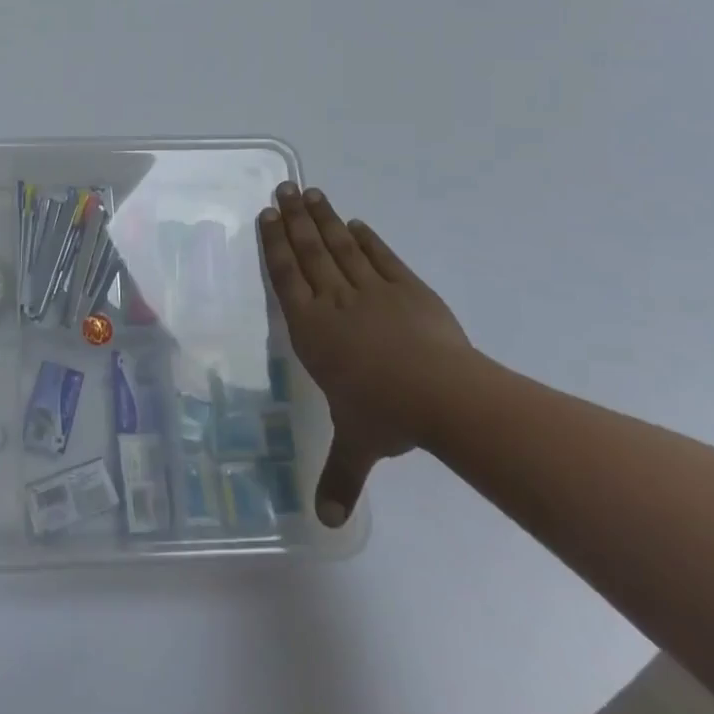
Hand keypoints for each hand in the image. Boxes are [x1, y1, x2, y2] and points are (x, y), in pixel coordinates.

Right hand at [259, 182, 468, 526]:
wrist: (445, 396)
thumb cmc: (386, 415)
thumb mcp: (358, 445)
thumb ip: (338, 475)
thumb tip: (323, 524)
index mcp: (313, 329)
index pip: (286, 277)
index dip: (275, 244)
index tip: (268, 216)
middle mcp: (335, 302)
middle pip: (309, 252)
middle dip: (294, 219)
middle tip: (283, 189)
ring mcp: (373, 291)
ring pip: (340, 247)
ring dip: (324, 219)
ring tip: (311, 192)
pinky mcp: (408, 289)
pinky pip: (381, 257)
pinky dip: (367, 239)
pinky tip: (356, 224)